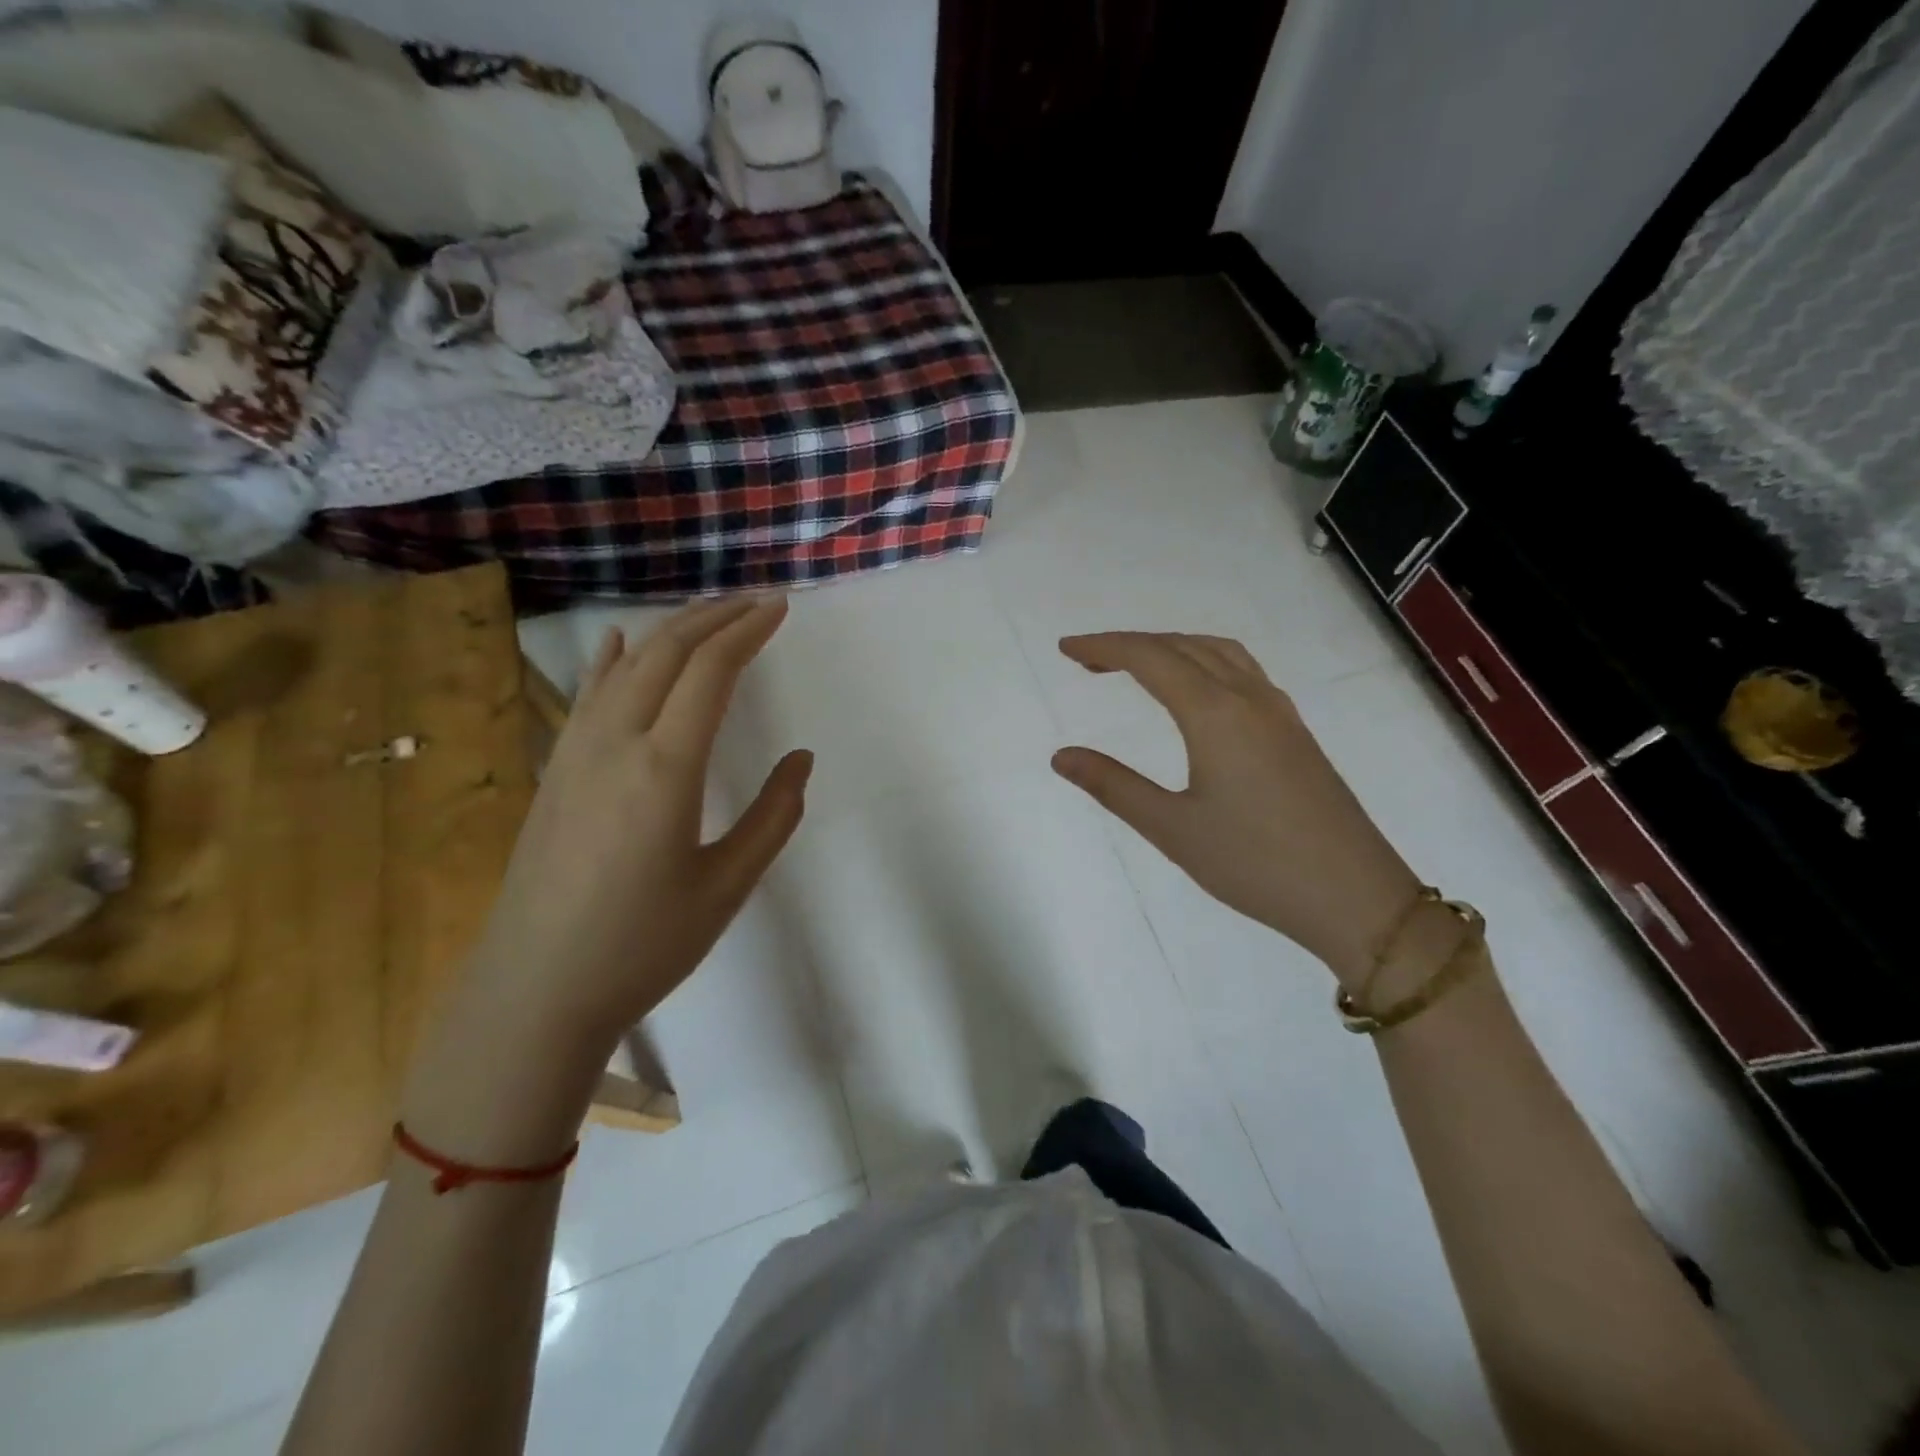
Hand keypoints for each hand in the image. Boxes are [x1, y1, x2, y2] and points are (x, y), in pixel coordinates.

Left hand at [460, 598, 809, 1058]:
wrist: (534, 992)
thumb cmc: (642, 946)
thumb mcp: (727, 886)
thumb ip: (773, 816)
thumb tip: (800, 760)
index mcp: (665, 769)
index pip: (711, 672)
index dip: (748, 632)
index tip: (780, 608)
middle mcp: (615, 743)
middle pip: (667, 653)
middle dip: (715, 617)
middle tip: (756, 601)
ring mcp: (575, 753)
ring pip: (626, 665)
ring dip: (672, 631)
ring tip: (709, 615)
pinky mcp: (554, 771)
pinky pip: (587, 695)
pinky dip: (612, 660)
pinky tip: (618, 643)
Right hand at [1051, 632, 1419, 984]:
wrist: (1354, 896)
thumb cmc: (1255, 863)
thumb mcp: (1172, 829)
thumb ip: (1114, 786)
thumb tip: (1061, 756)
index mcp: (1215, 714)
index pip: (1149, 658)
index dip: (1104, 647)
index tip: (1067, 649)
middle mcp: (1249, 699)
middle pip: (1183, 646)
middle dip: (1131, 645)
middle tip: (1088, 662)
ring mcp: (1279, 713)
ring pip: (1219, 653)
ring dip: (1172, 648)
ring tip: (1137, 666)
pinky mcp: (1295, 732)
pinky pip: (1243, 671)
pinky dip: (1205, 662)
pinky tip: (1198, 692)